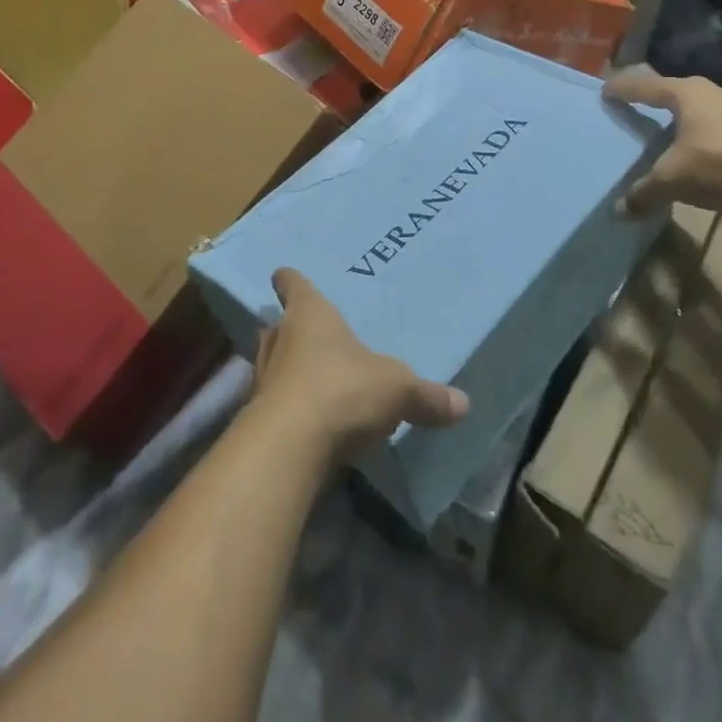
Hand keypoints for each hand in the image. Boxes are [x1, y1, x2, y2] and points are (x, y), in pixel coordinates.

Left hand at [252, 269, 468, 461]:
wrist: (289, 447)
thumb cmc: (342, 389)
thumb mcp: (397, 390)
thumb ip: (426, 396)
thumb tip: (463, 404)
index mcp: (309, 314)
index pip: (293, 285)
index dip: (290, 280)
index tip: (282, 274)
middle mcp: (279, 339)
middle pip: (275, 325)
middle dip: (286, 328)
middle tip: (303, 333)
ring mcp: (262, 379)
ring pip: (269, 363)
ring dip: (283, 369)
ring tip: (304, 377)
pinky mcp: (257, 419)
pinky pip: (271, 404)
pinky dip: (284, 408)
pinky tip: (304, 421)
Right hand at [603, 66, 721, 218]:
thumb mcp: (674, 179)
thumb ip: (644, 192)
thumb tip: (619, 211)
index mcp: (685, 93)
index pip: (643, 86)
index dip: (623, 89)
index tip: (604, 91)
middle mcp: (708, 95)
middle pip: (670, 94)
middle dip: (650, 102)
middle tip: (630, 109)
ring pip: (694, 113)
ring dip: (676, 124)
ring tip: (658, 136)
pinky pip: (710, 132)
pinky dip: (695, 141)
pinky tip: (691, 158)